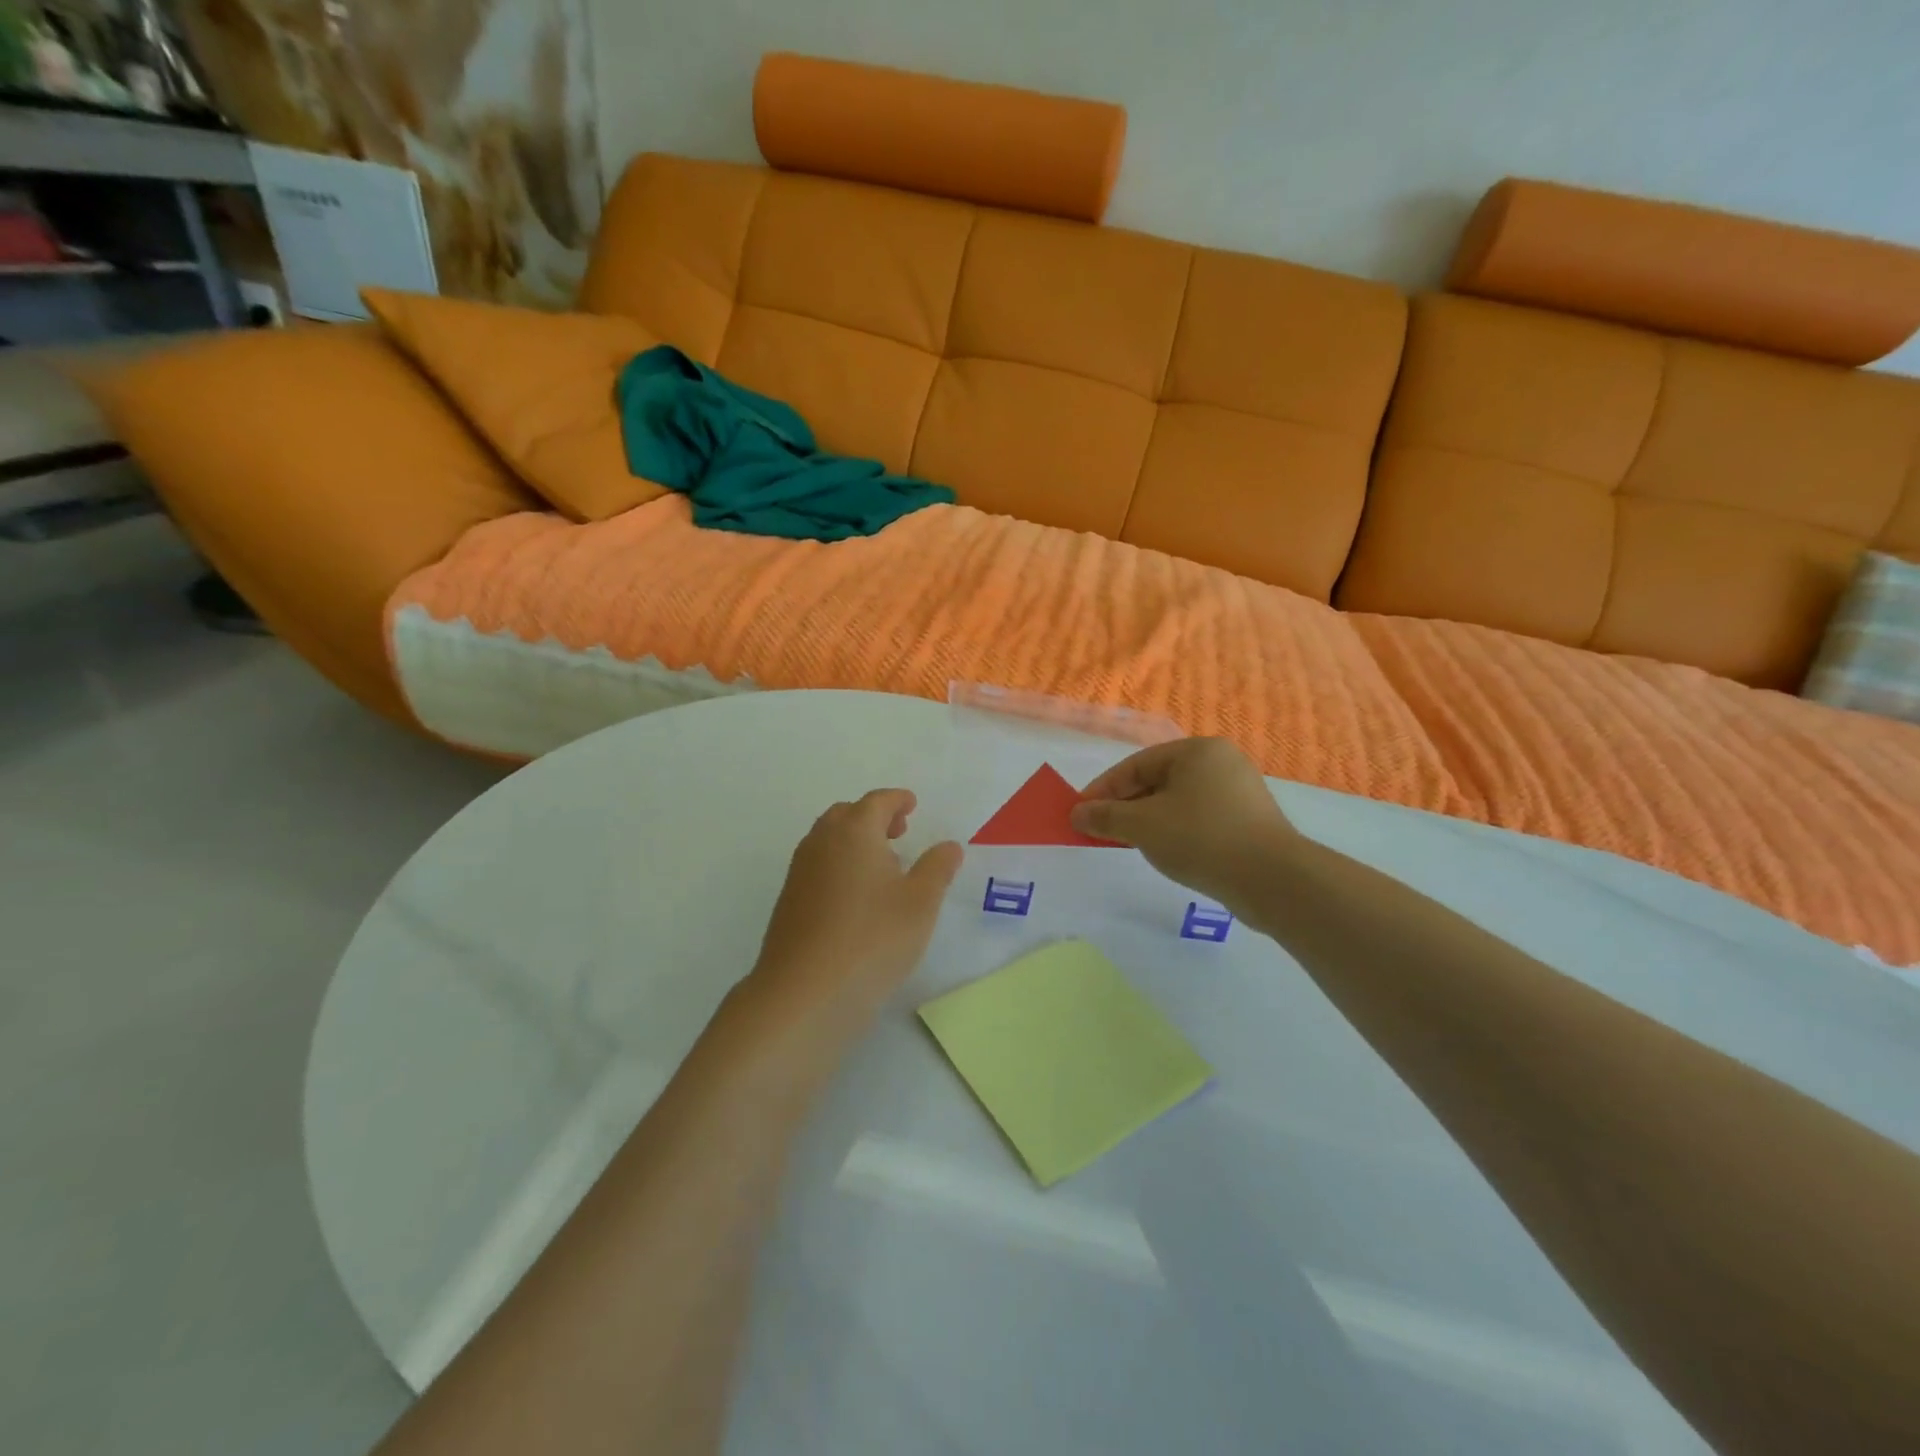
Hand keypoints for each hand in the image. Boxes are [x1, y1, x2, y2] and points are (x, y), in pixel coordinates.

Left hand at [747, 790, 962, 1033]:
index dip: (896, 800)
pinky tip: (857, 896)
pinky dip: (839, 864)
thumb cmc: (873, 939)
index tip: (911, 804)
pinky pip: (817, 866)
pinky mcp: (789, 903)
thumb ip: (937, 868)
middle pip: (846, 815)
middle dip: (873, 816)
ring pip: (828, 840)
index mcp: (853, 832)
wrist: (805, 993)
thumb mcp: (920, 903)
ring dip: (854, 840)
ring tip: (882, 864)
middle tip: (899, 830)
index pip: (876, 802)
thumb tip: (949, 846)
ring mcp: (799, 873)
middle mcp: (821, 843)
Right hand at [1069, 738, 1298, 907]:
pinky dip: (1175, 831)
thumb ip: (1105, 817)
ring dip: (1147, 821)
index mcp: (1196, 751)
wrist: (1272, 880)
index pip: (1136, 765)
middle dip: (1124, 806)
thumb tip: (1077, 814)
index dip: (1103, 789)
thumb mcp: (1142, 826)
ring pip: (1177, 802)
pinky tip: (1165, 852)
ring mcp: (1239, 792)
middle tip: (1100, 831)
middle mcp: (1220, 763)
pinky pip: (1199, 819)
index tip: (1080, 814)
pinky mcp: (1249, 822)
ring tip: (1127, 844)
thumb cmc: (1201, 838)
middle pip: (1157, 781)